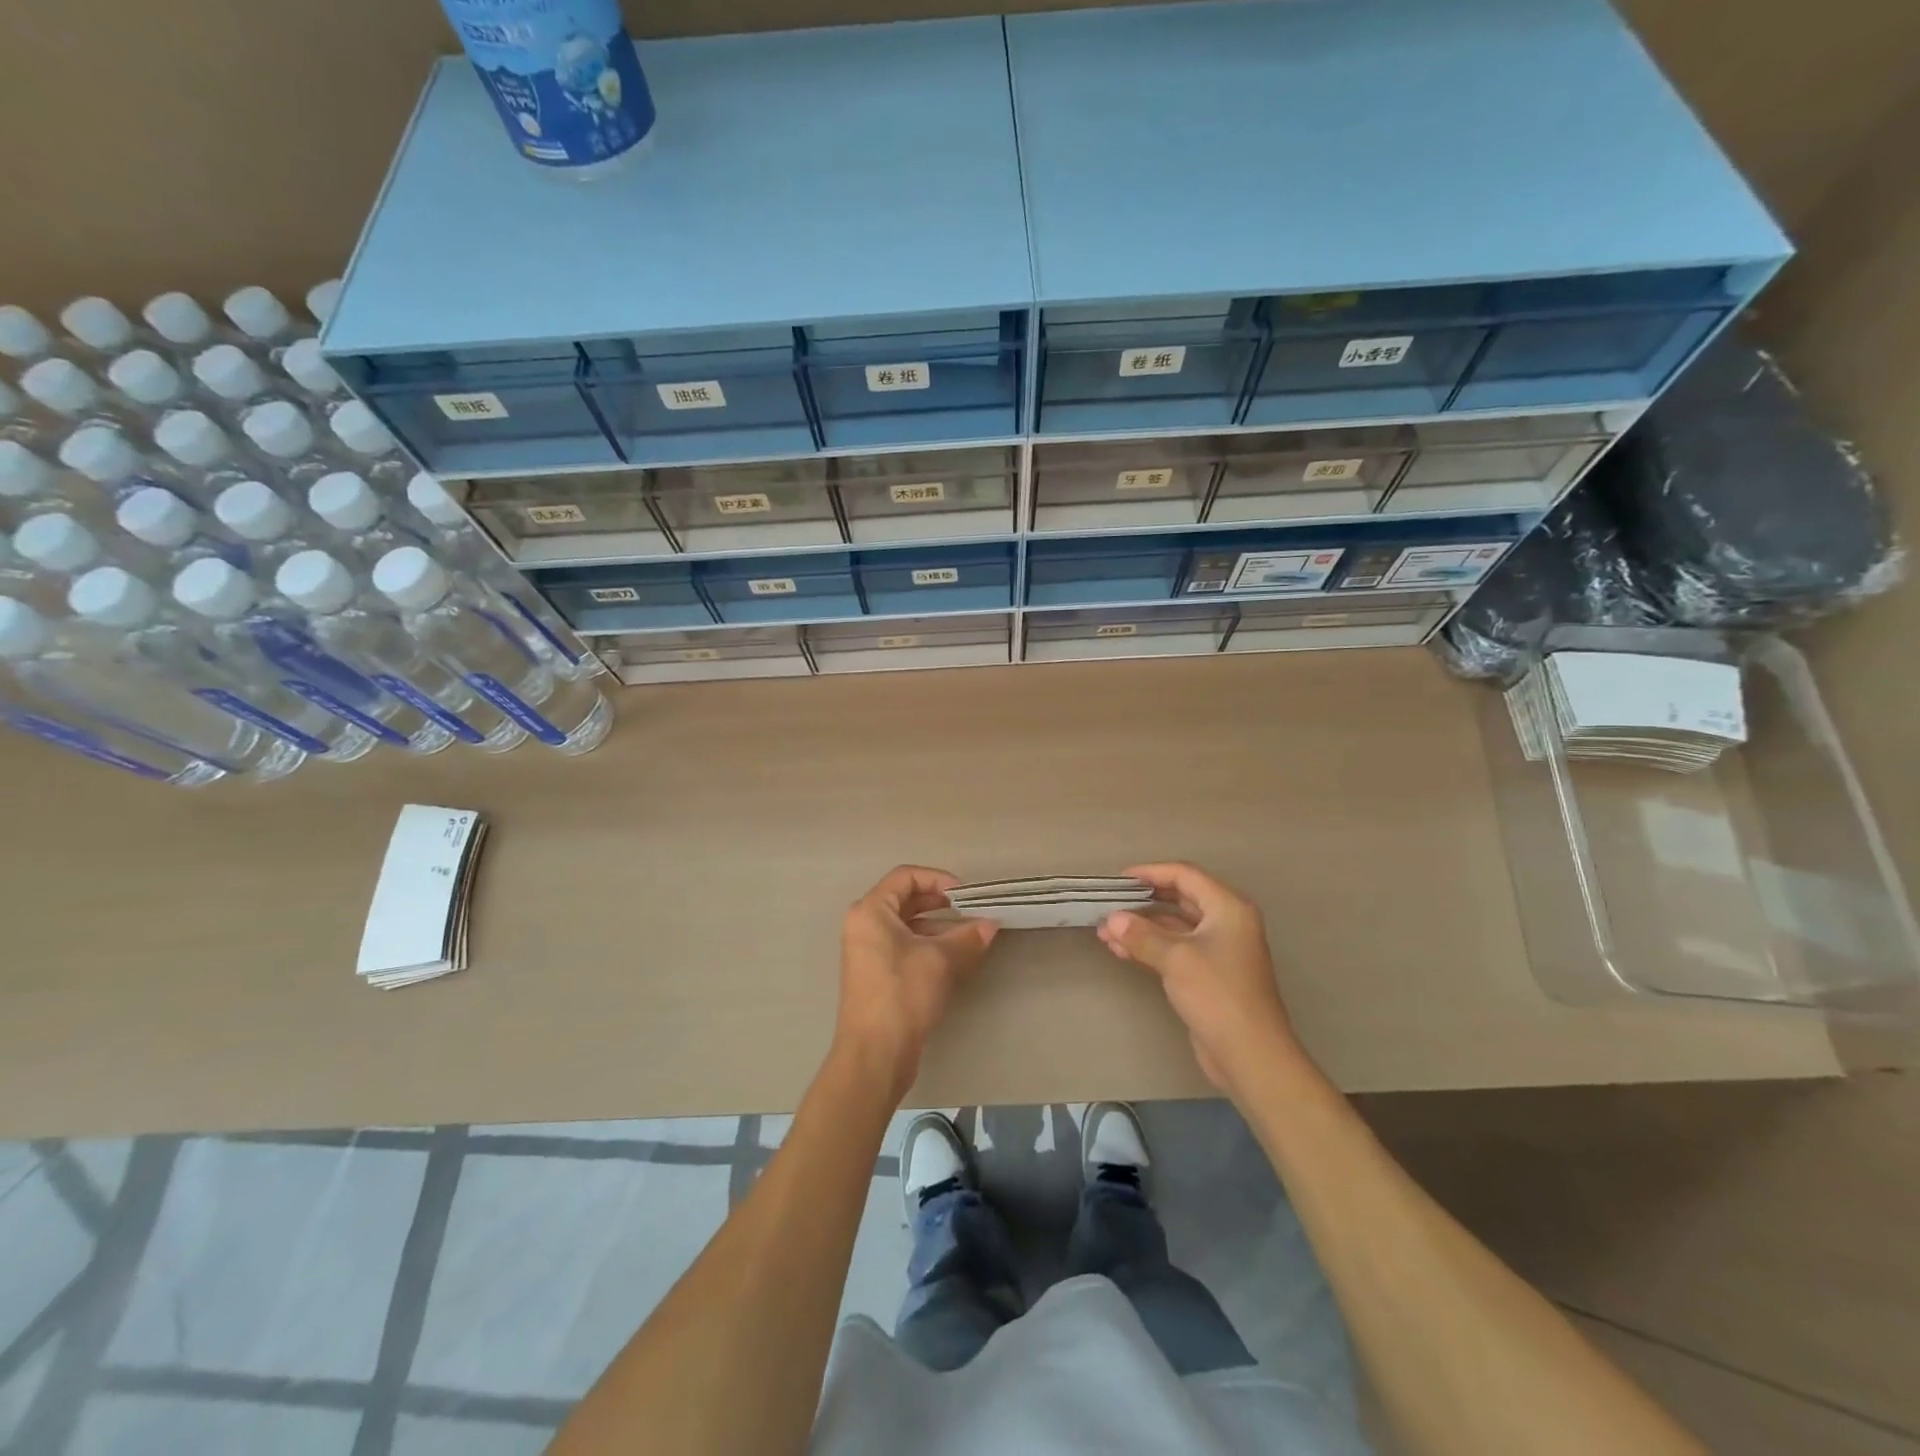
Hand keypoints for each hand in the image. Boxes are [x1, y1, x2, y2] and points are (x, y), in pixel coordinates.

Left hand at [835, 866, 998, 1103]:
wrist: (874, 1055)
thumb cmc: (902, 995)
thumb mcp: (939, 961)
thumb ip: (967, 937)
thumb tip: (991, 925)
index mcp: (870, 911)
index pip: (905, 876)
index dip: (938, 879)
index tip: (965, 895)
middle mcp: (864, 925)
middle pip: (905, 899)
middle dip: (940, 902)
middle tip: (971, 910)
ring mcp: (868, 951)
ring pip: (907, 925)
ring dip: (938, 926)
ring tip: (970, 935)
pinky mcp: (877, 974)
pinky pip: (905, 946)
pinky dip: (929, 945)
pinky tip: (956, 957)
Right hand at [1097, 862, 1307, 1099]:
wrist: (1250, 1054)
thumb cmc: (1217, 994)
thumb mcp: (1176, 958)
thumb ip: (1141, 935)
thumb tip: (1112, 920)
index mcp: (1228, 907)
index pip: (1185, 875)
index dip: (1151, 872)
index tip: (1119, 880)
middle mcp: (1226, 922)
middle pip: (1179, 899)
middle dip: (1142, 902)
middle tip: (1109, 904)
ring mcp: (1217, 950)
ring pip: (1173, 927)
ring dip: (1140, 928)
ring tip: (1104, 932)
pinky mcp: (1207, 974)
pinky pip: (1174, 950)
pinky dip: (1148, 948)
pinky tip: (1119, 950)